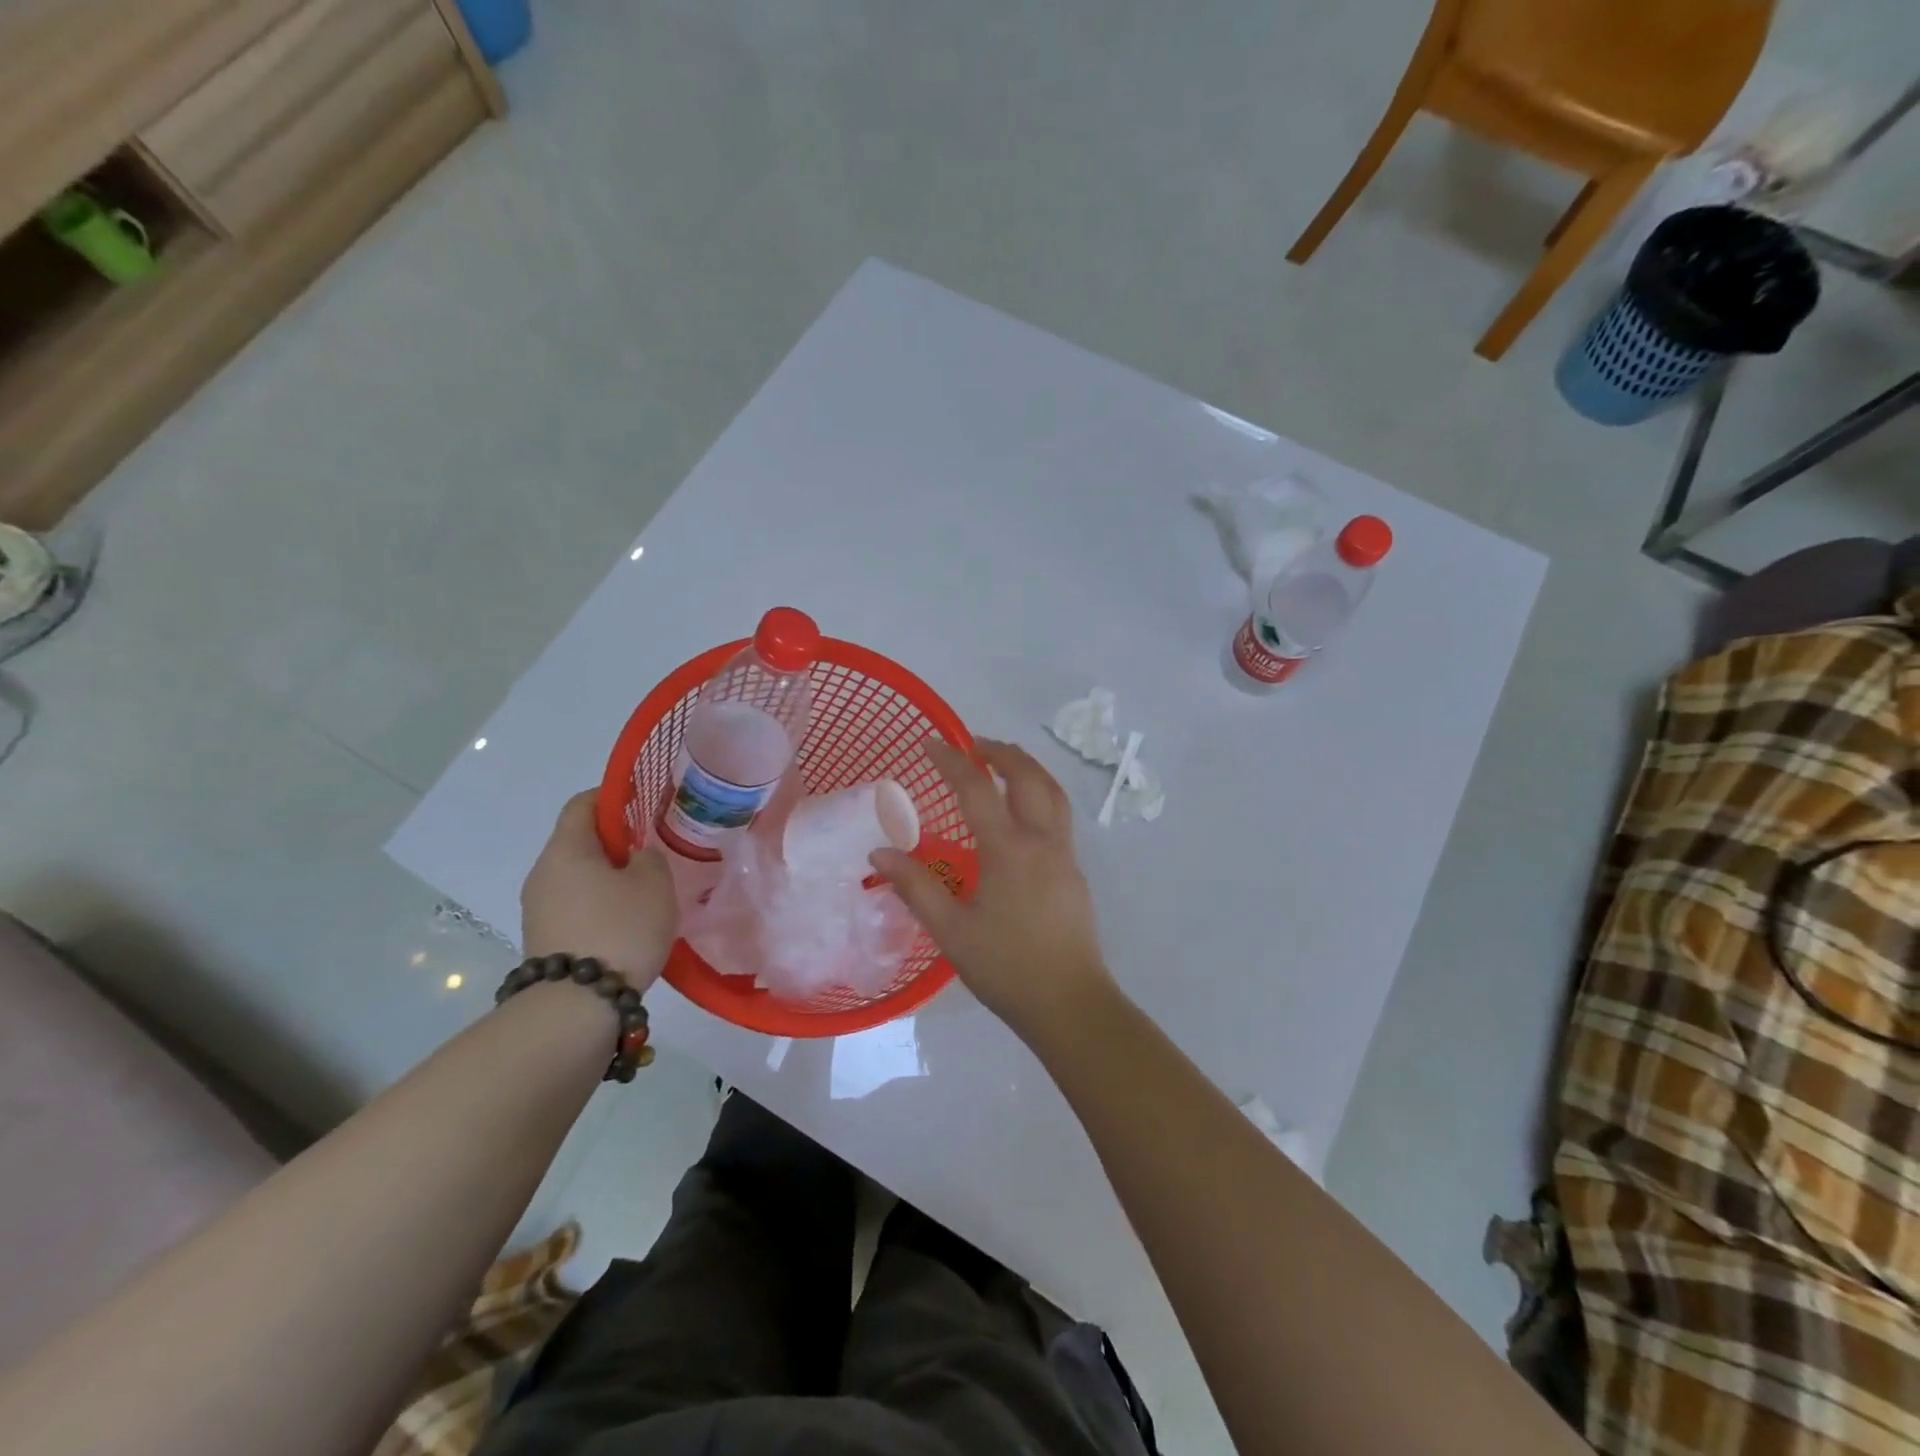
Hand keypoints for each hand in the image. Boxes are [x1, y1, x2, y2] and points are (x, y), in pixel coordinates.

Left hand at [521, 791, 677, 991]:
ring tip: (644, 890)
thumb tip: (635, 855)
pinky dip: (599, 902)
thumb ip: (649, 856)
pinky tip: (626, 921)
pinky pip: (574, 903)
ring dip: (608, 875)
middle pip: (578, 840)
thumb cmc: (620, 929)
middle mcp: (543, 872)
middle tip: (651, 852)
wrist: (576, 1005)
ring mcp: (537, 907)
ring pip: (577, 875)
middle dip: (614, 840)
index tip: (642, 802)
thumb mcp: (654, 884)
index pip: (582, 804)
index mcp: (566, 849)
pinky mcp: (543, 937)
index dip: (612, 796)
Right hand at [871, 739, 1114, 1040]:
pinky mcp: (1074, 871)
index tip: (931, 743)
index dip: (952, 761)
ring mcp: (1065, 854)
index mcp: (1008, 850)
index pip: (977, 789)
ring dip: (1026, 768)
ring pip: (1052, 791)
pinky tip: (1022, 813)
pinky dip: (1039, 793)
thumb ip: (915, 887)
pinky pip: (1059, 814)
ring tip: (1002, 764)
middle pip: (1027, 776)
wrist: (1069, 1003)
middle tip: (973, 745)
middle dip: (1000, 752)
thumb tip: (880, 852)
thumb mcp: (951, 931)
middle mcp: (1042, 840)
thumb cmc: (1006, 967)